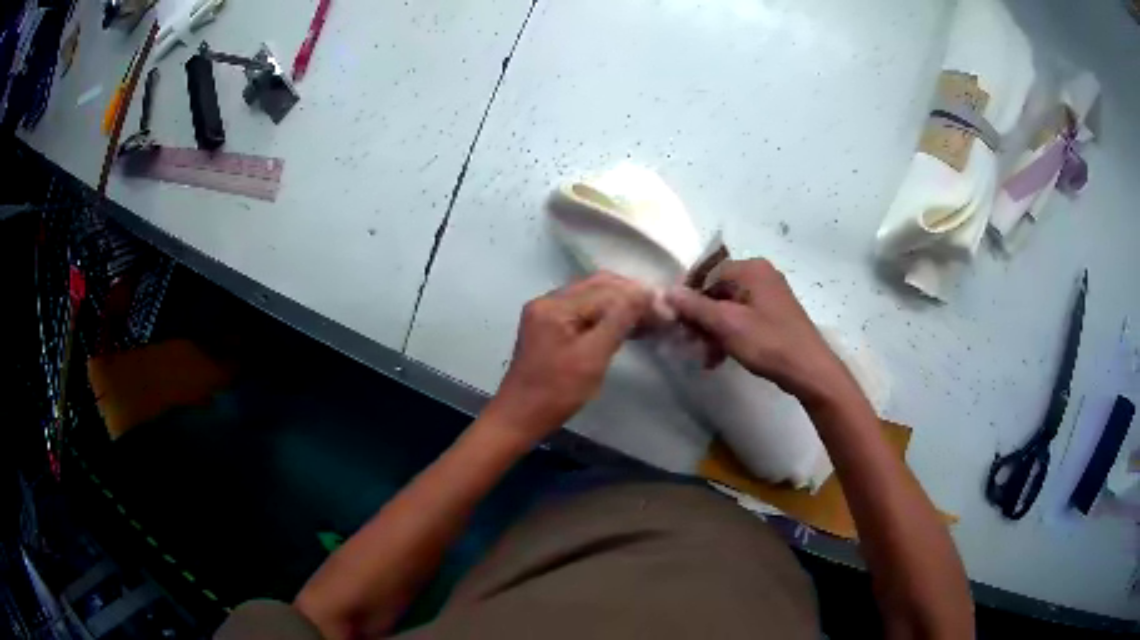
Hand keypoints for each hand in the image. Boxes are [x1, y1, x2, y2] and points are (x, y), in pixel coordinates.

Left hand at [486, 271, 651, 442]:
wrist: (519, 417)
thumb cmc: (556, 393)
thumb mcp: (592, 358)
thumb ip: (618, 322)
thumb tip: (645, 293)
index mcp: (555, 306)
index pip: (605, 289)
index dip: (637, 296)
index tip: (665, 309)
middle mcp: (548, 300)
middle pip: (597, 285)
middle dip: (630, 295)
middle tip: (659, 312)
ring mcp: (546, 312)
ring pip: (591, 296)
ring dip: (620, 304)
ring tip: (649, 318)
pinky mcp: (548, 326)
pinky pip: (582, 310)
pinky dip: (605, 315)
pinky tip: (625, 326)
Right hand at [665, 258, 848, 403]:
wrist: (809, 370)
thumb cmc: (768, 343)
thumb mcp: (726, 324)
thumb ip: (695, 307)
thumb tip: (667, 292)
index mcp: (751, 269)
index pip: (707, 273)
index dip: (688, 296)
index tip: (676, 321)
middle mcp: (761, 275)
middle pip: (718, 291)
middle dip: (701, 319)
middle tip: (689, 343)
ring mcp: (770, 295)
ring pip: (729, 308)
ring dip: (713, 331)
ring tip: (705, 357)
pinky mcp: (775, 315)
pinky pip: (743, 318)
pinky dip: (729, 335)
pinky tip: (719, 358)